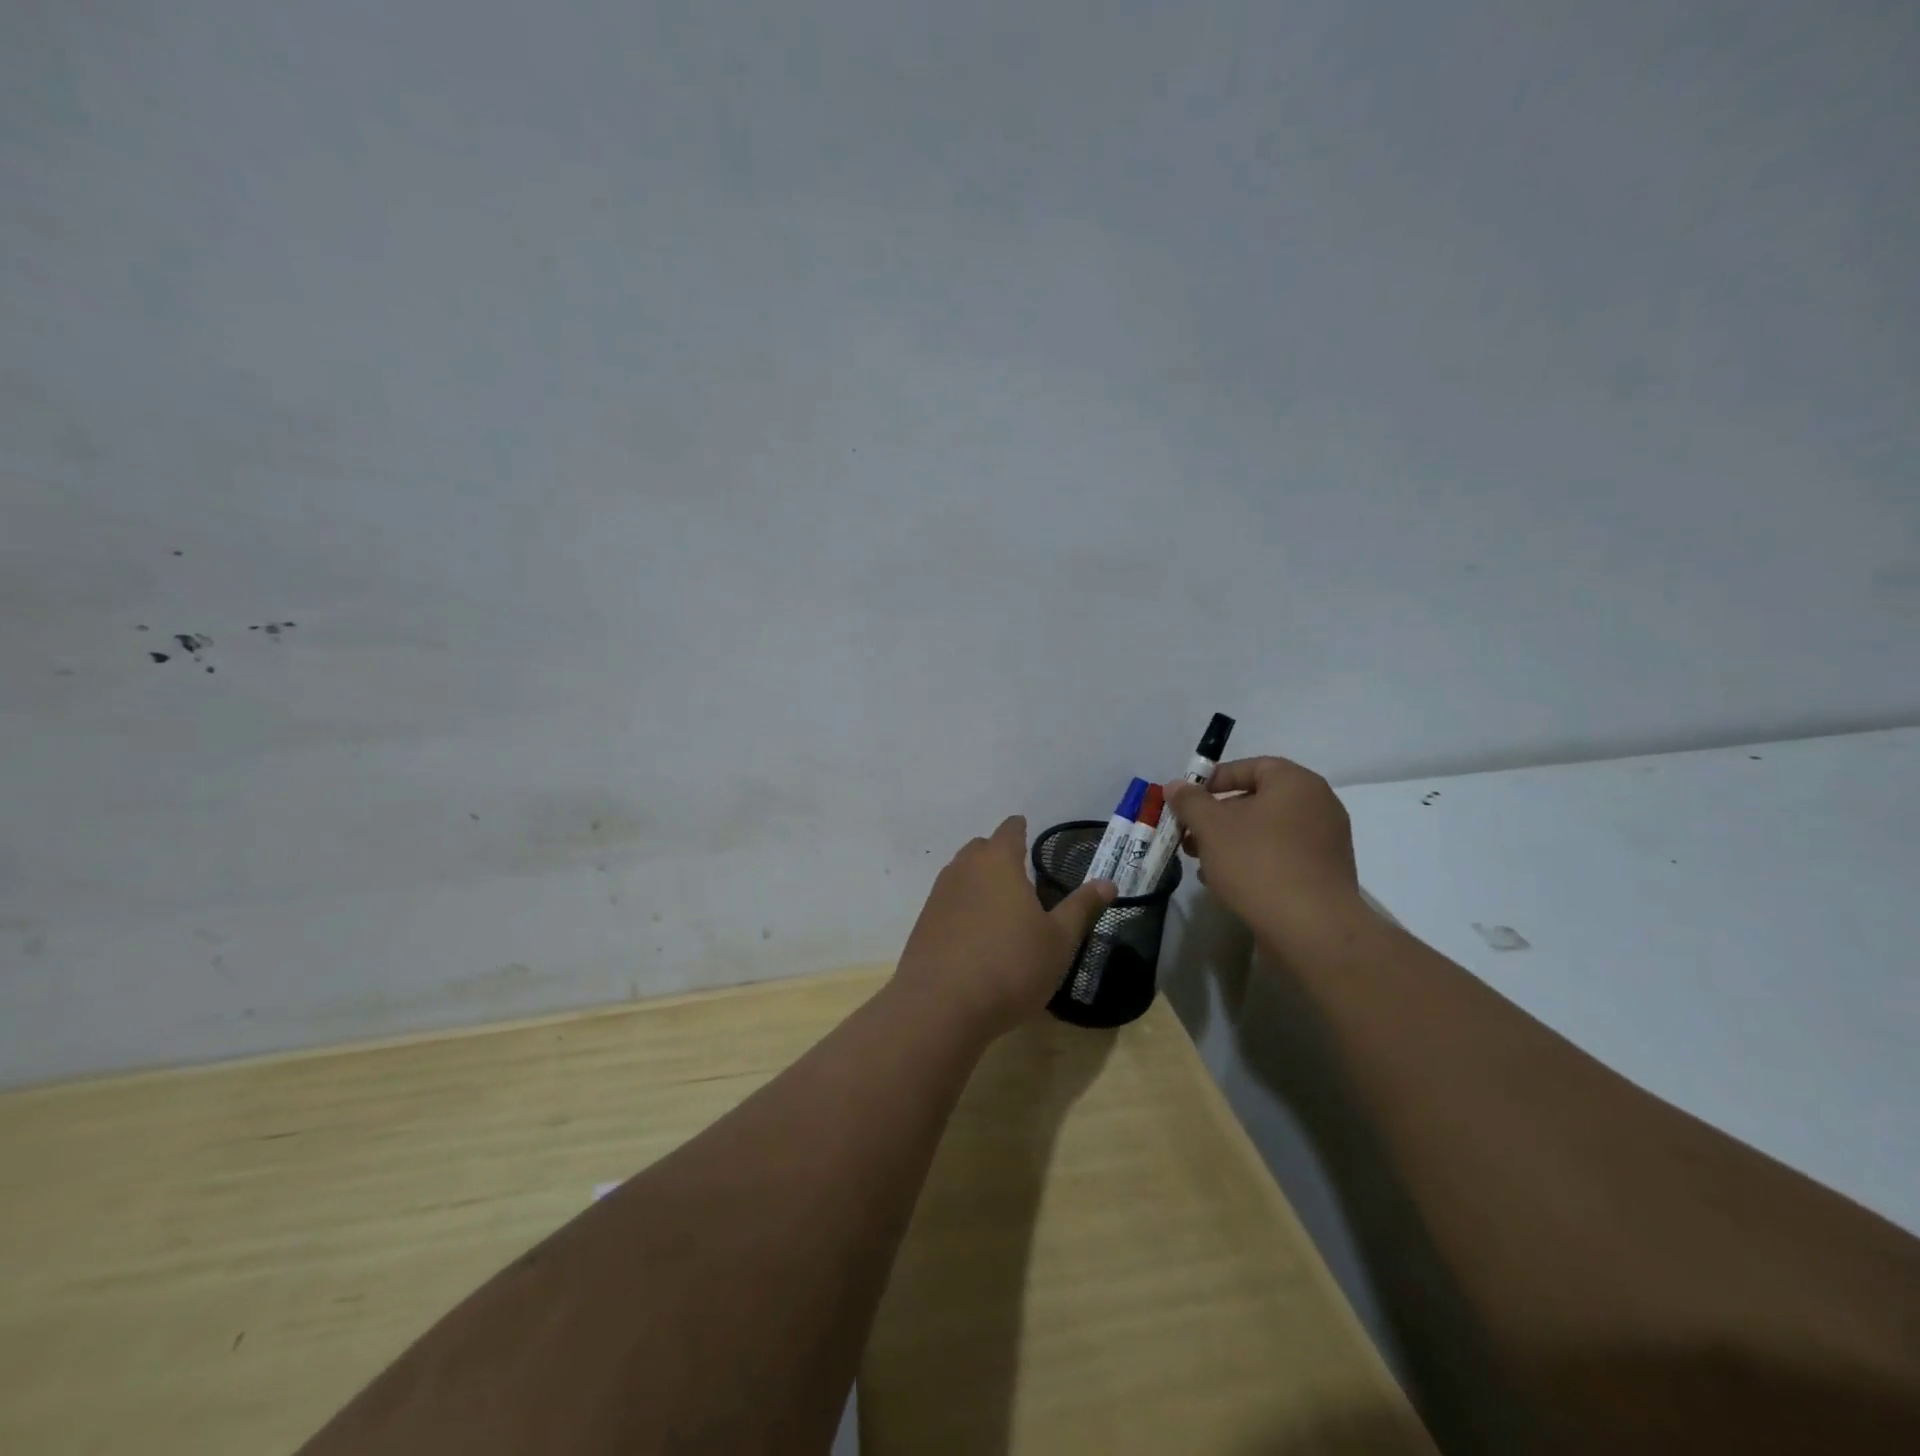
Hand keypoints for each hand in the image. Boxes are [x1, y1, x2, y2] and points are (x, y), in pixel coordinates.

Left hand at [894, 816, 1115, 1036]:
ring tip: (1000, 905)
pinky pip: (948, 903)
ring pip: (961, 874)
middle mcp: (963, 869)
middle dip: (998, 854)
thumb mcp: (1058, 941)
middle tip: (1020, 874)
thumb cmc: (1010, 966)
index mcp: (998, 862)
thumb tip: (1108, 882)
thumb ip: (1081, 907)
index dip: (1020, 829)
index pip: (1009, 830)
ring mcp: (938, 895)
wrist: (940, 1006)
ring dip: (979, 882)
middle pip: (981, 849)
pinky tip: (976, 934)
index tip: (1029, 832)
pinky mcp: (923, 924)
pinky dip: (963, 908)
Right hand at [1165, 758, 1361, 945]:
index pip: (1250, 766)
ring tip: (1203, 864)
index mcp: (1296, 783)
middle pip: (1257, 800)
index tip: (1188, 801)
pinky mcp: (1325, 874)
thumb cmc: (1257, 862)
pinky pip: (1282, 856)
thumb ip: (1190, 801)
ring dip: (1231, 842)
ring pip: (1267, 831)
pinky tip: (1228, 883)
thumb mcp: (1211, 826)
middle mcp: (1318, 805)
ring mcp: (1326, 841)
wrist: (1311, 927)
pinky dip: (1254, 862)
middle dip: (1217, 817)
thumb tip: (1176, 785)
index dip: (1214, 780)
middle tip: (1189, 835)